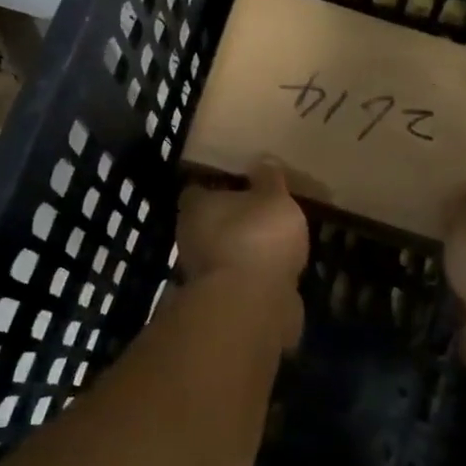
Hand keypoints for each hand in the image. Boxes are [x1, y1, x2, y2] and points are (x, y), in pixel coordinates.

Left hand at [177, 163, 309, 288]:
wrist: (252, 305)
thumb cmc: (258, 237)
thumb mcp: (274, 198)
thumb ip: (269, 180)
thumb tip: (262, 160)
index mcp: (196, 206)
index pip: (198, 189)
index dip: (216, 185)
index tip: (238, 182)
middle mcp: (190, 237)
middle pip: (208, 223)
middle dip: (230, 220)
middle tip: (260, 212)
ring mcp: (203, 273)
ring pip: (222, 253)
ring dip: (241, 250)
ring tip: (272, 244)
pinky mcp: (220, 301)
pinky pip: (238, 280)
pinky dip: (252, 276)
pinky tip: (275, 273)